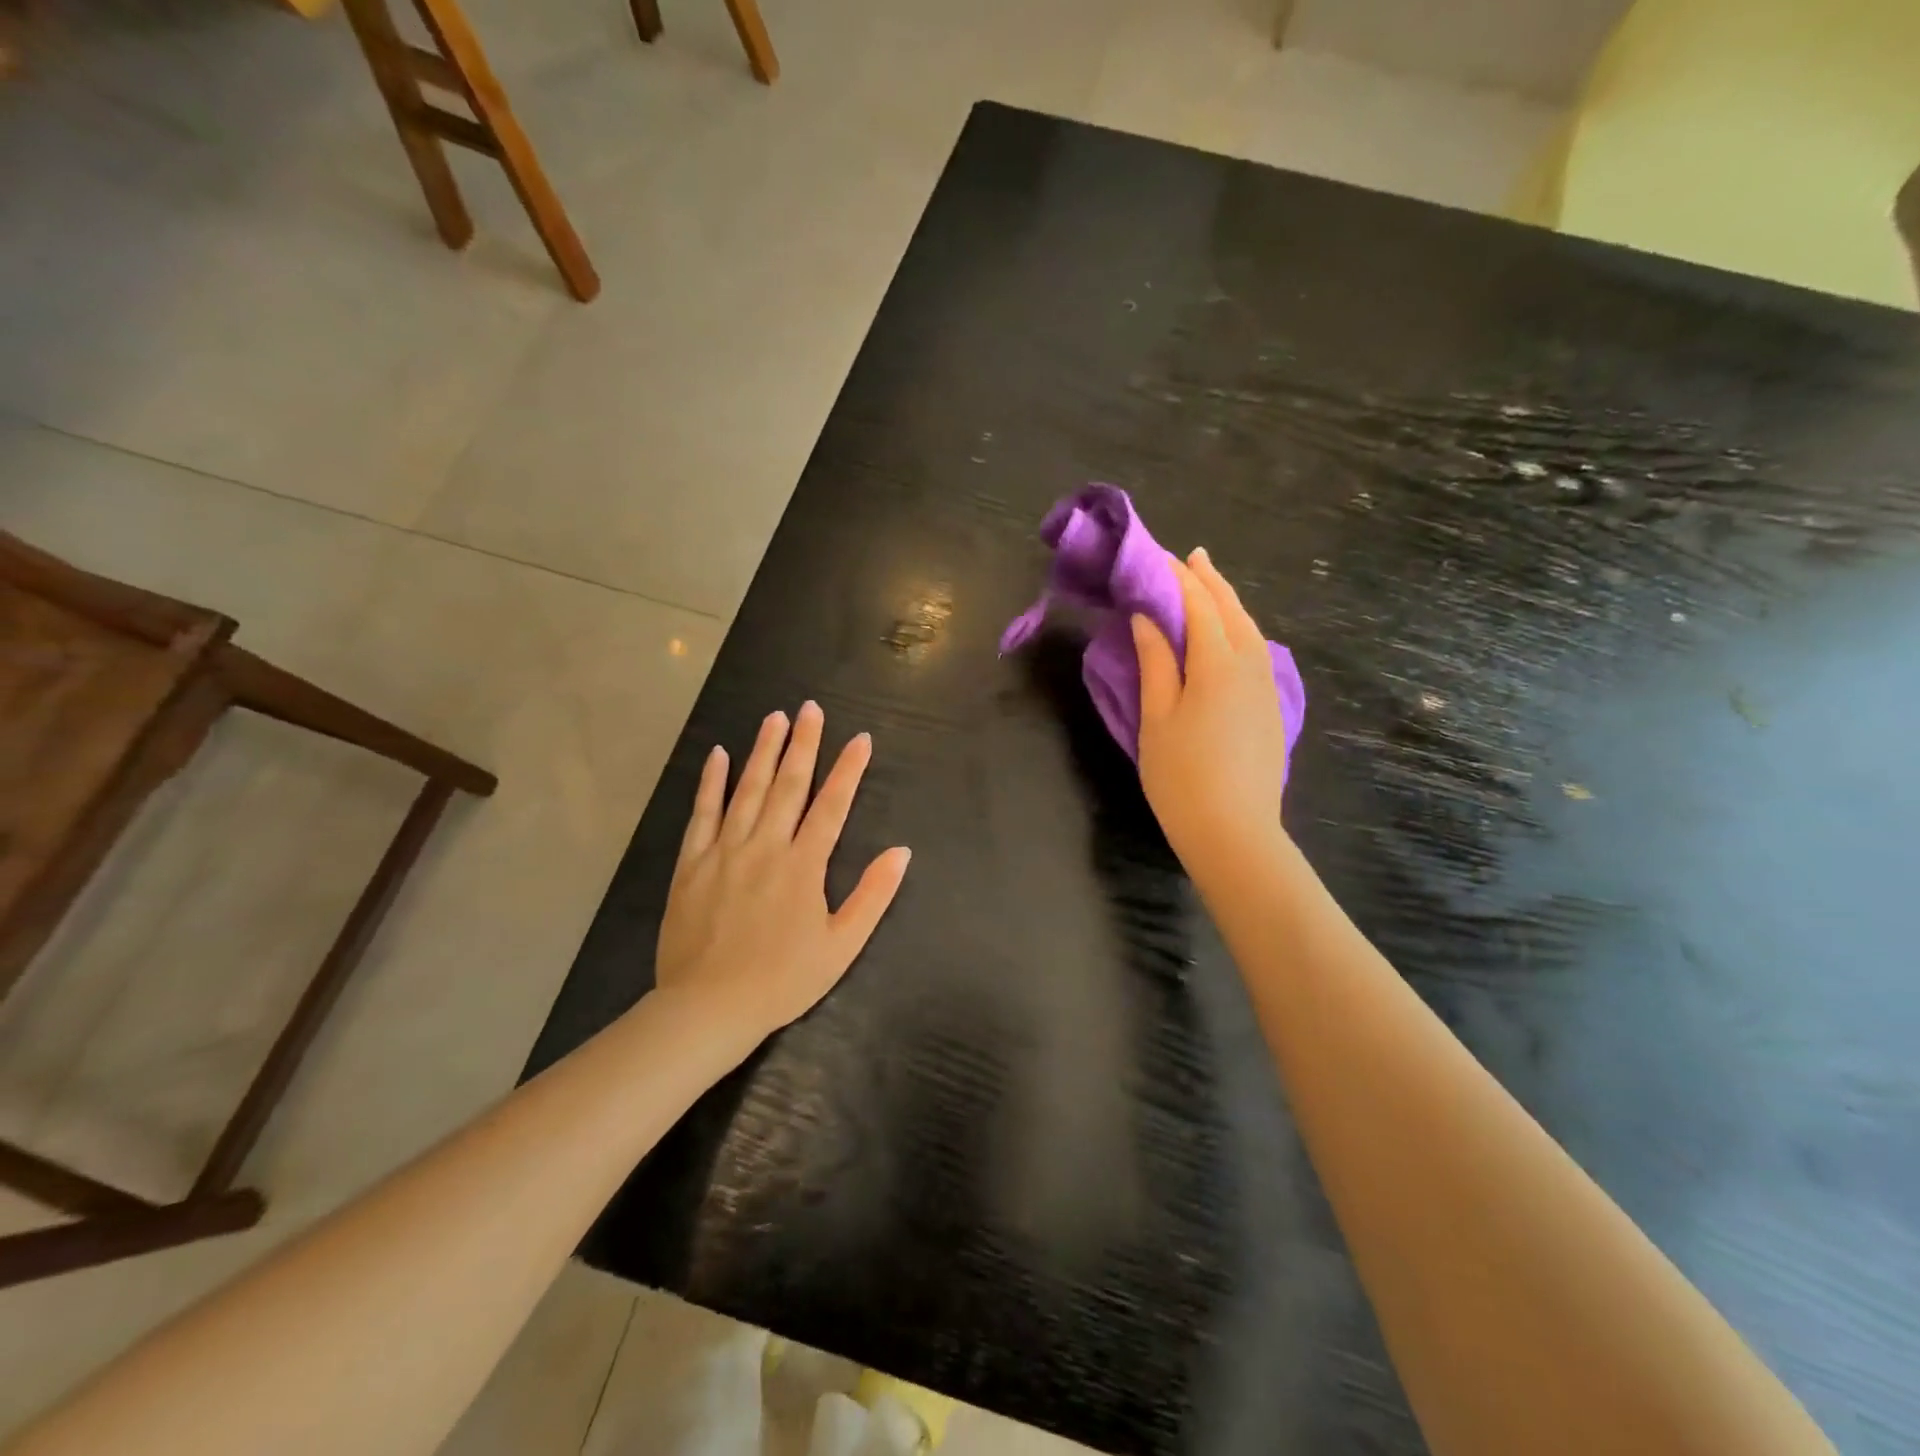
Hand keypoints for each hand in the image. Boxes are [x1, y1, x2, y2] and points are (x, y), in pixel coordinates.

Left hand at [655, 703, 911, 1037]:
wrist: (708, 1007)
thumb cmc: (783, 980)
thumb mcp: (841, 945)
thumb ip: (872, 895)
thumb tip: (901, 852)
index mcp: (804, 865)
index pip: (832, 805)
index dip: (848, 769)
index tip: (860, 738)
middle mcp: (766, 846)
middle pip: (789, 785)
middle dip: (803, 744)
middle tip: (810, 708)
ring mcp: (725, 851)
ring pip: (748, 789)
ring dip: (763, 751)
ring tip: (774, 717)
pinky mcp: (691, 863)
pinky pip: (703, 813)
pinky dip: (712, 782)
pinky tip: (719, 756)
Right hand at [1132, 549, 1290, 867]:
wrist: (1233, 831)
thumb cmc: (1181, 776)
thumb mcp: (1157, 717)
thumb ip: (1155, 662)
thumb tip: (1147, 618)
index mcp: (1217, 662)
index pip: (1197, 604)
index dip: (1176, 578)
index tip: (1156, 557)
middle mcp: (1250, 664)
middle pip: (1231, 609)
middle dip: (1208, 579)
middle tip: (1188, 556)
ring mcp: (1266, 686)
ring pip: (1249, 628)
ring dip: (1227, 601)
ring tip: (1208, 583)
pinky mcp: (1271, 707)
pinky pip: (1256, 650)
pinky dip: (1239, 628)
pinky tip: (1229, 633)